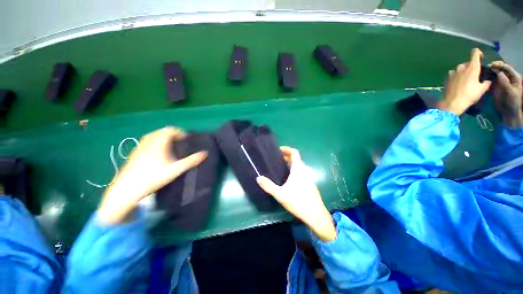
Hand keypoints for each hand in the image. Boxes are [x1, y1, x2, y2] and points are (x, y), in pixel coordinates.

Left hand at [98, 127, 207, 223]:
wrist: (127, 189)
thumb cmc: (153, 177)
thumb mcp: (175, 170)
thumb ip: (191, 161)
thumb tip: (205, 153)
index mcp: (158, 143)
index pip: (170, 130)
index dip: (180, 132)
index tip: (187, 139)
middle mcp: (148, 141)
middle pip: (161, 131)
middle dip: (173, 134)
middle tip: (180, 143)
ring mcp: (140, 147)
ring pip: (153, 136)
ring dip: (164, 138)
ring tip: (171, 147)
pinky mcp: (134, 153)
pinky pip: (147, 141)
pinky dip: (156, 142)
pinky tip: (158, 153)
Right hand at [256, 147, 335, 241]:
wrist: (316, 215)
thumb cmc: (298, 201)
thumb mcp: (280, 194)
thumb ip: (268, 186)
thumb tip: (258, 178)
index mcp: (299, 169)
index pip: (294, 153)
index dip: (287, 149)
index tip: (279, 150)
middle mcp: (305, 171)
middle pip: (297, 159)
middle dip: (287, 157)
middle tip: (278, 161)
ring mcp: (309, 178)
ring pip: (300, 167)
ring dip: (291, 165)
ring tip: (282, 169)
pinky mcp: (311, 184)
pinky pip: (302, 173)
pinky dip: (295, 171)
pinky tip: (290, 180)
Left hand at [437, 48, 491, 114]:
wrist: (452, 102)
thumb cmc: (469, 95)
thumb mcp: (482, 89)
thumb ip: (486, 83)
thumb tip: (488, 81)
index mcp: (472, 67)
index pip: (475, 53)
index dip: (478, 53)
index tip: (481, 57)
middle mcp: (462, 67)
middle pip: (467, 63)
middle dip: (471, 67)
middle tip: (474, 75)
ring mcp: (453, 72)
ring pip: (460, 68)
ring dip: (463, 72)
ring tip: (466, 80)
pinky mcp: (447, 78)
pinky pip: (453, 74)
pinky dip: (456, 76)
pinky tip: (457, 83)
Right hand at [490, 61, 522, 126]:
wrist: (509, 112)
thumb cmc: (512, 102)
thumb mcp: (510, 92)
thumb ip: (505, 83)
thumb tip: (499, 73)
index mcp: (514, 77)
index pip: (507, 68)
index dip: (500, 65)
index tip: (491, 65)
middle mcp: (508, 78)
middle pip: (502, 69)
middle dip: (495, 66)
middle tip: (487, 66)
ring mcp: (502, 82)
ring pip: (496, 73)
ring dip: (490, 71)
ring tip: (484, 70)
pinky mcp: (496, 86)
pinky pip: (492, 80)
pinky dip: (488, 77)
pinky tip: (483, 76)